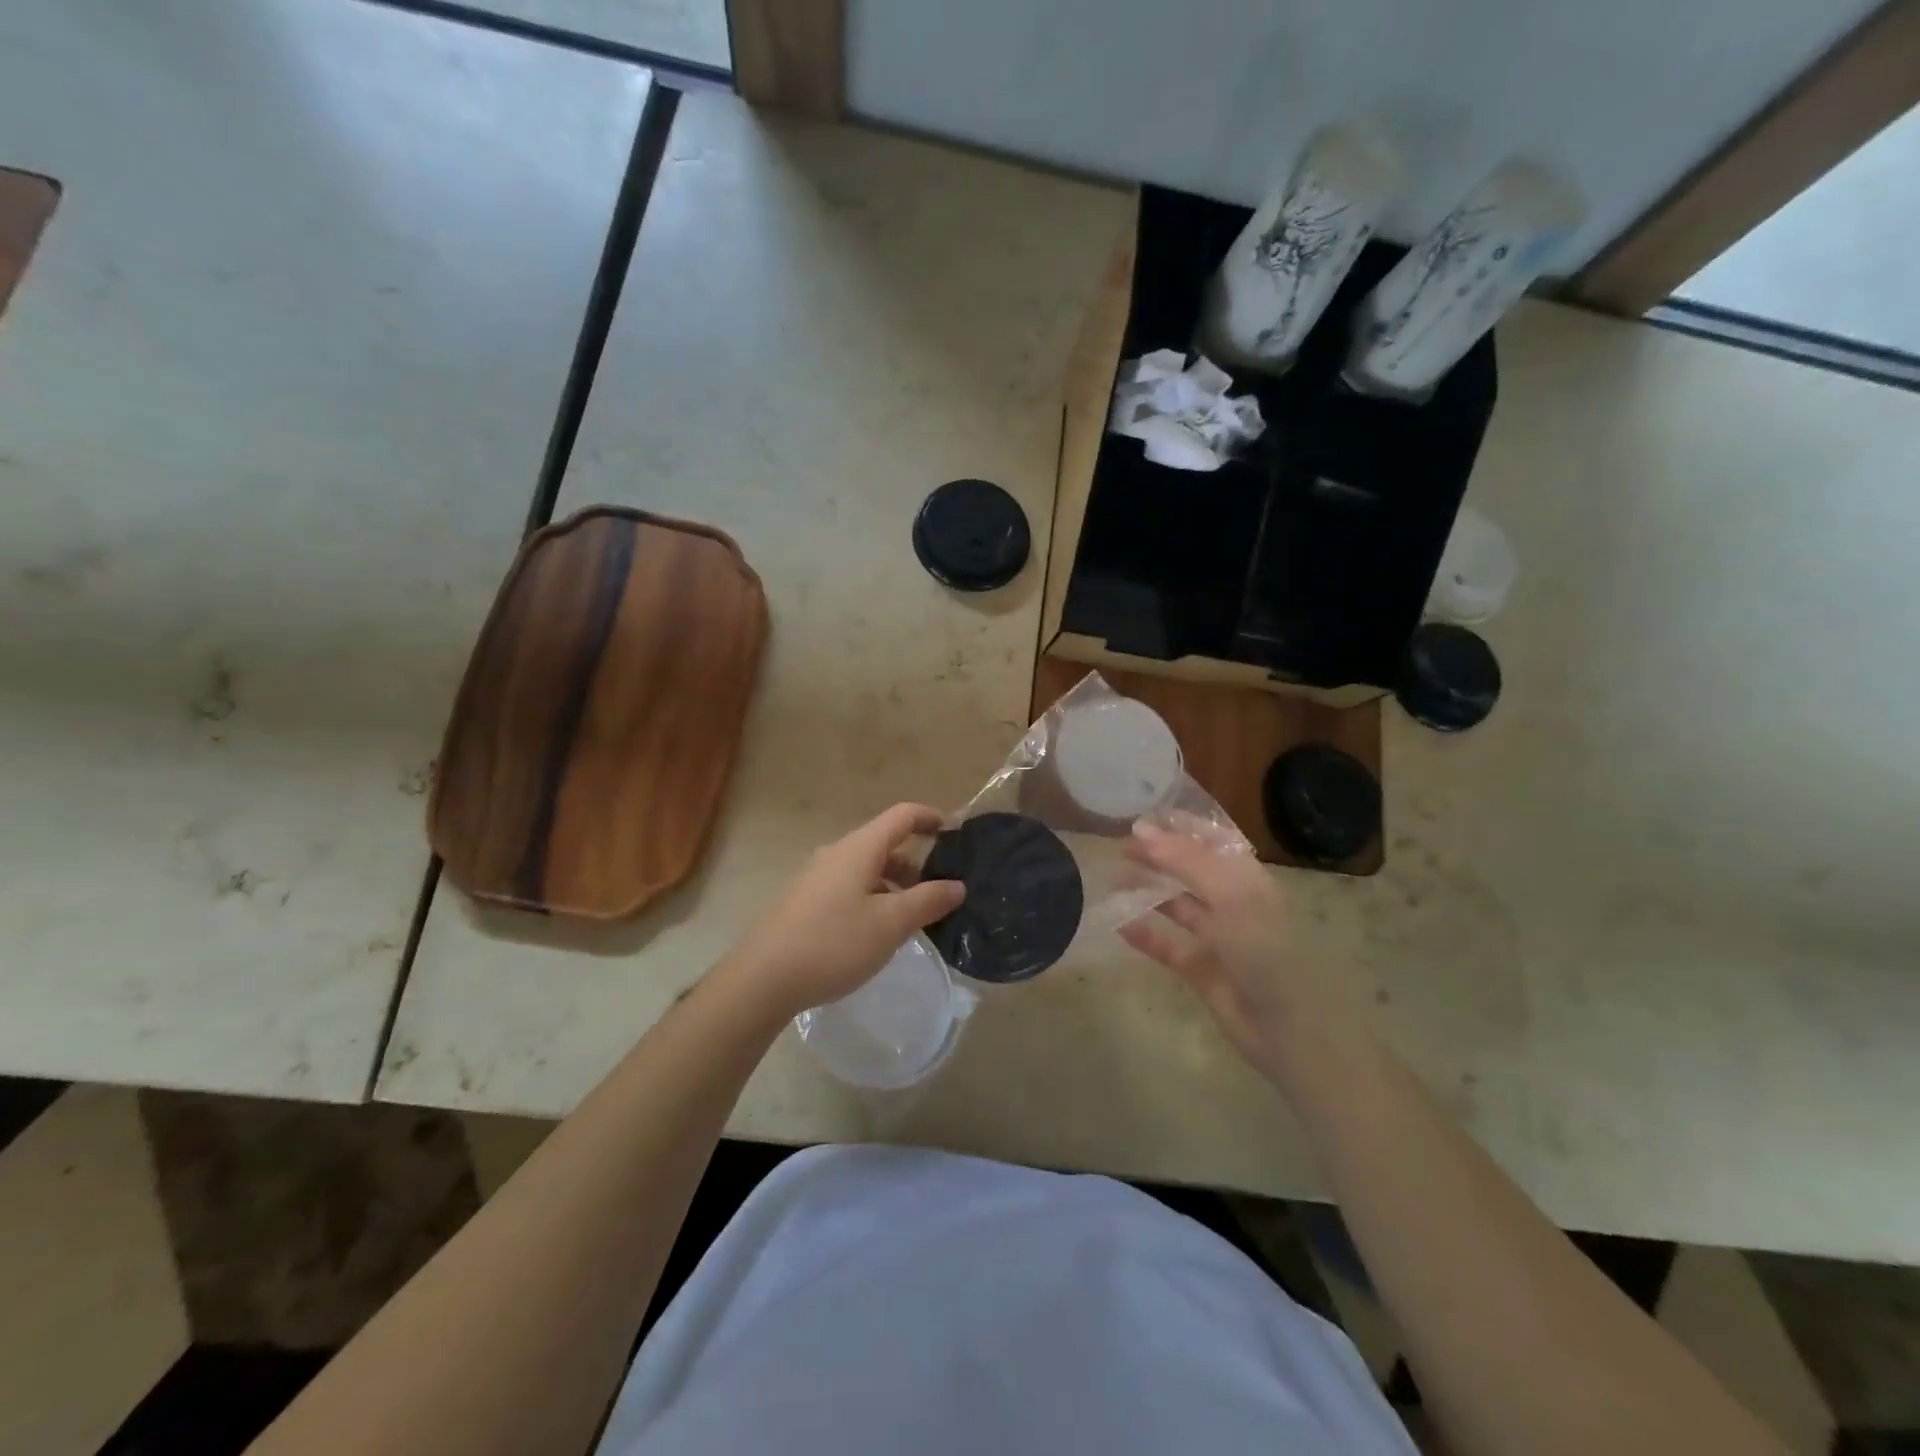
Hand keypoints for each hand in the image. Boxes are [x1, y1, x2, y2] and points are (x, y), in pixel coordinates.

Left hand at [723, 804, 964, 1019]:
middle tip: (941, 891)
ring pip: (866, 869)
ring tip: (913, 918)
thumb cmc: (833, 943)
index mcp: (859, 848)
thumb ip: (928, 900)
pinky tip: (878, 932)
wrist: (763, 979)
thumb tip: (957, 885)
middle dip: (916, 862)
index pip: (901, 816)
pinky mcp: (805, 902)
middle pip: (884, 843)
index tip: (954, 833)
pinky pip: (850, 888)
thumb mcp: (890, 924)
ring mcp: (817, 878)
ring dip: (894, 884)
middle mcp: (837, 854)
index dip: (929, 818)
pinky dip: (873, 898)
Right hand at [1121, 822, 1369, 1079]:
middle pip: (1190, 871)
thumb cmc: (1266, 950)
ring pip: (1177, 906)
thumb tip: (1141, 828)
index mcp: (1248, 879)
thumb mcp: (1229, 896)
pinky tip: (1118, 924)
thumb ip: (1186, 861)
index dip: (1180, 827)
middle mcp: (1233, 903)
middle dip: (1158, 856)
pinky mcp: (1203, 971)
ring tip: (1113, 878)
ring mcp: (1218, 938)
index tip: (1142, 817)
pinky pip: (1168, 945)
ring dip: (1148, 891)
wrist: (1292, 1030)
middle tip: (1119, 847)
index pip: (1212, 841)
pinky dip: (1145, 934)